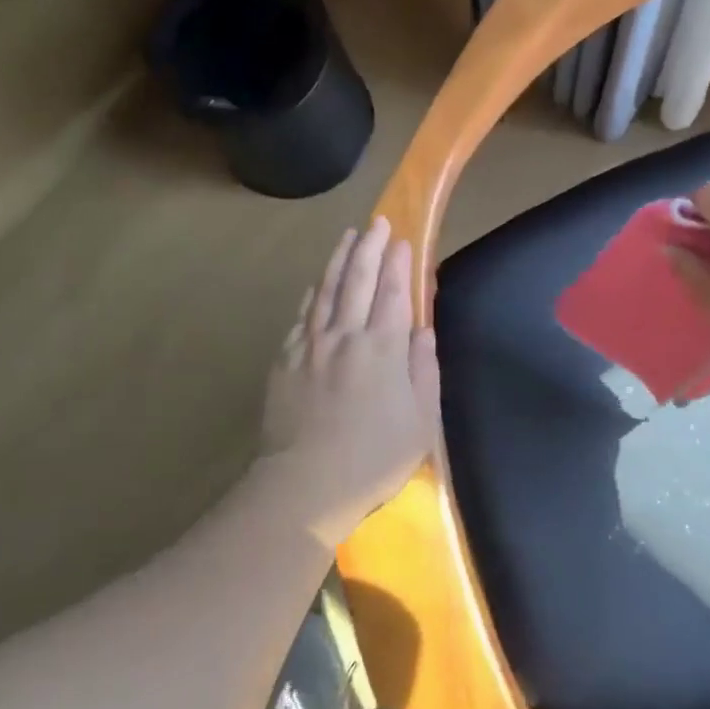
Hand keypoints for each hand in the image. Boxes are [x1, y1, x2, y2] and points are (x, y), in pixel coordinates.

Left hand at [259, 217, 440, 543]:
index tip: (402, 240)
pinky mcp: (285, 360)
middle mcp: (346, 336)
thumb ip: (424, 370)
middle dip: (370, 248)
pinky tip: (317, 283)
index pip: (394, 293)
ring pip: (326, 290)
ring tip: (348, 237)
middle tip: (378, 223)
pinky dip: (313, 293)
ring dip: (339, 260)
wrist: (305, 485)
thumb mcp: (420, 421)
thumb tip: (423, 330)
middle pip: (359, 281)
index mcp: (383, 349)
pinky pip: (302, 315)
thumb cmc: (373, 459)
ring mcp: (311, 346)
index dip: (399, 264)